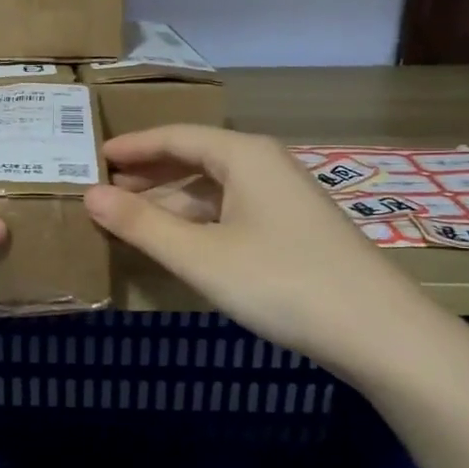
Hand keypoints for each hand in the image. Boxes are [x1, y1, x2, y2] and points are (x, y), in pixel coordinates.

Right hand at [83, 125, 435, 380]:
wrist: (378, 331)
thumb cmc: (281, 281)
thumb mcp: (200, 255)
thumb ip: (141, 224)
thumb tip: (90, 195)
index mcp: (243, 155)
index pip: (175, 136)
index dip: (132, 146)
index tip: (94, 155)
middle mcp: (263, 165)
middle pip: (194, 158)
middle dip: (148, 173)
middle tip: (103, 187)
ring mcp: (282, 197)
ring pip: (213, 188)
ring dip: (170, 200)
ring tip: (129, 216)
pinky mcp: (292, 228)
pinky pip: (230, 210)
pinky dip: (197, 220)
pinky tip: (177, 241)